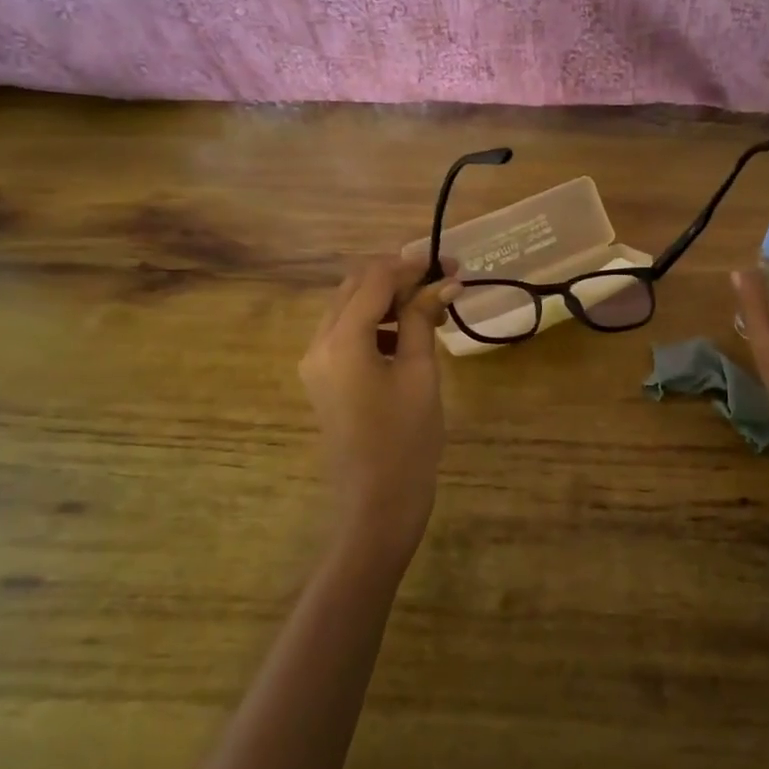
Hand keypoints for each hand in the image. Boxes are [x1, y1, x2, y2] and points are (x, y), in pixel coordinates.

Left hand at [299, 256, 457, 565]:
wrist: (377, 504)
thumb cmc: (406, 440)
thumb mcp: (421, 374)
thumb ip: (424, 320)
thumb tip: (443, 282)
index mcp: (342, 340)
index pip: (375, 279)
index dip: (413, 265)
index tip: (451, 264)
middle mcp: (318, 343)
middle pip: (356, 287)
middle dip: (399, 277)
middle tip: (443, 280)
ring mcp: (317, 362)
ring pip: (350, 308)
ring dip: (388, 298)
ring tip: (432, 307)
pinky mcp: (324, 378)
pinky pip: (347, 333)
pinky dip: (377, 323)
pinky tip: (409, 334)